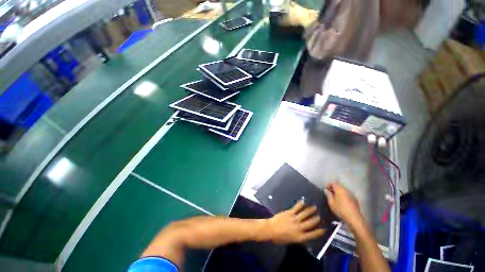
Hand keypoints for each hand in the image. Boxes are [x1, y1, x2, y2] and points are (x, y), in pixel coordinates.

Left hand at [263, 200, 324, 243]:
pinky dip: (300, 204)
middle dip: (316, 219)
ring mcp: (294, 219)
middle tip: (320, 215)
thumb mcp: (291, 241)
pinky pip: (296, 208)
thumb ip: (298, 236)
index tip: (324, 228)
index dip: (319, 231)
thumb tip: (304, 233)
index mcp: (300, 237)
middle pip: (310, 223)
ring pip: (305, 214)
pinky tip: (303, 201)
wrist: (271, 230)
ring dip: (310, 210)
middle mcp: (299, 228)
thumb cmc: (280, 237)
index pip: (312, 234)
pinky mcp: (289, 213)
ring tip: (315, 207)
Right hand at [324, 182, 363, 227]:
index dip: (328, 185)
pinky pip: (347, 193)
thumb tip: (326, 190)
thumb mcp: (331, 203)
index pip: (333, 183)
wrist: (354, 219)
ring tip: (335, 197)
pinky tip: (342, 200)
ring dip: (338, 191)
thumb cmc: (341, 210)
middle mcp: (346, 189)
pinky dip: (343, 194)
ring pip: (343, 189)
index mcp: (340, 189)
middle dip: (333, 187)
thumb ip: (328, 195)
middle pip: (339, 185)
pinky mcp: (355, 198)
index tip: (326, 190)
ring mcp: (351, 194)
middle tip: (330, 193)